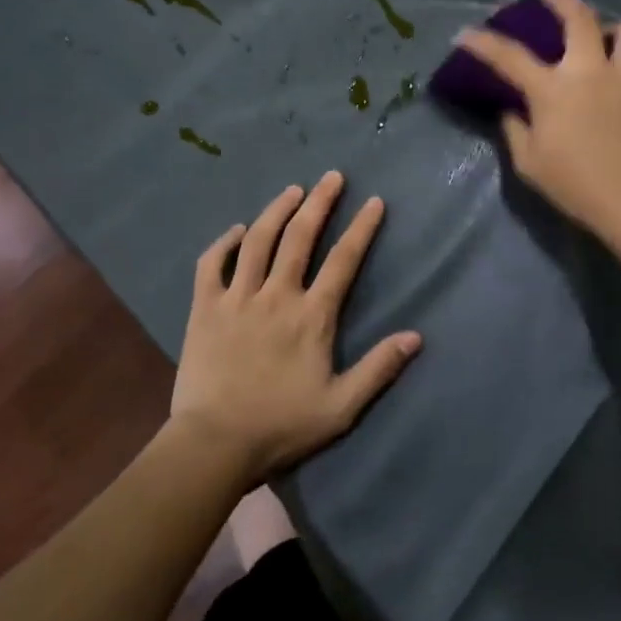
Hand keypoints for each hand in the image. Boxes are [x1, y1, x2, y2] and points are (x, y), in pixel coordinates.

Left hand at [169, 171, 421, 486]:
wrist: (215, 443)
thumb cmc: (282, 426)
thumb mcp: (341, 406)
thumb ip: (379, 369)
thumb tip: (416, 337)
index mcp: (312, 316)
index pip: (343, 261)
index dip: (361, 228)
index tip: (373, 202)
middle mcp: (276, 295)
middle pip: (300, 237)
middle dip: (320, 203)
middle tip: (331, 177)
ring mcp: (237, 297)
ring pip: (258, 240)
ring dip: (277, 211)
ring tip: (293, 190)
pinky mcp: (205, 308)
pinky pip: (212, 264)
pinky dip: (224, 243)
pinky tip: (237, 230)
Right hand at [456, 0, 620, 243]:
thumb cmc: (575, 186)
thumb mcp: (529, 164)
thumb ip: (515, 130)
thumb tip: (511, 110)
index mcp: (552, 89)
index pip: (509, 56)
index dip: (483, 42)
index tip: (465, 33)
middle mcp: (591, 70)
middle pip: (578, 17)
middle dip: (561, 0)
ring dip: (616, 32)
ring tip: (610, 43)